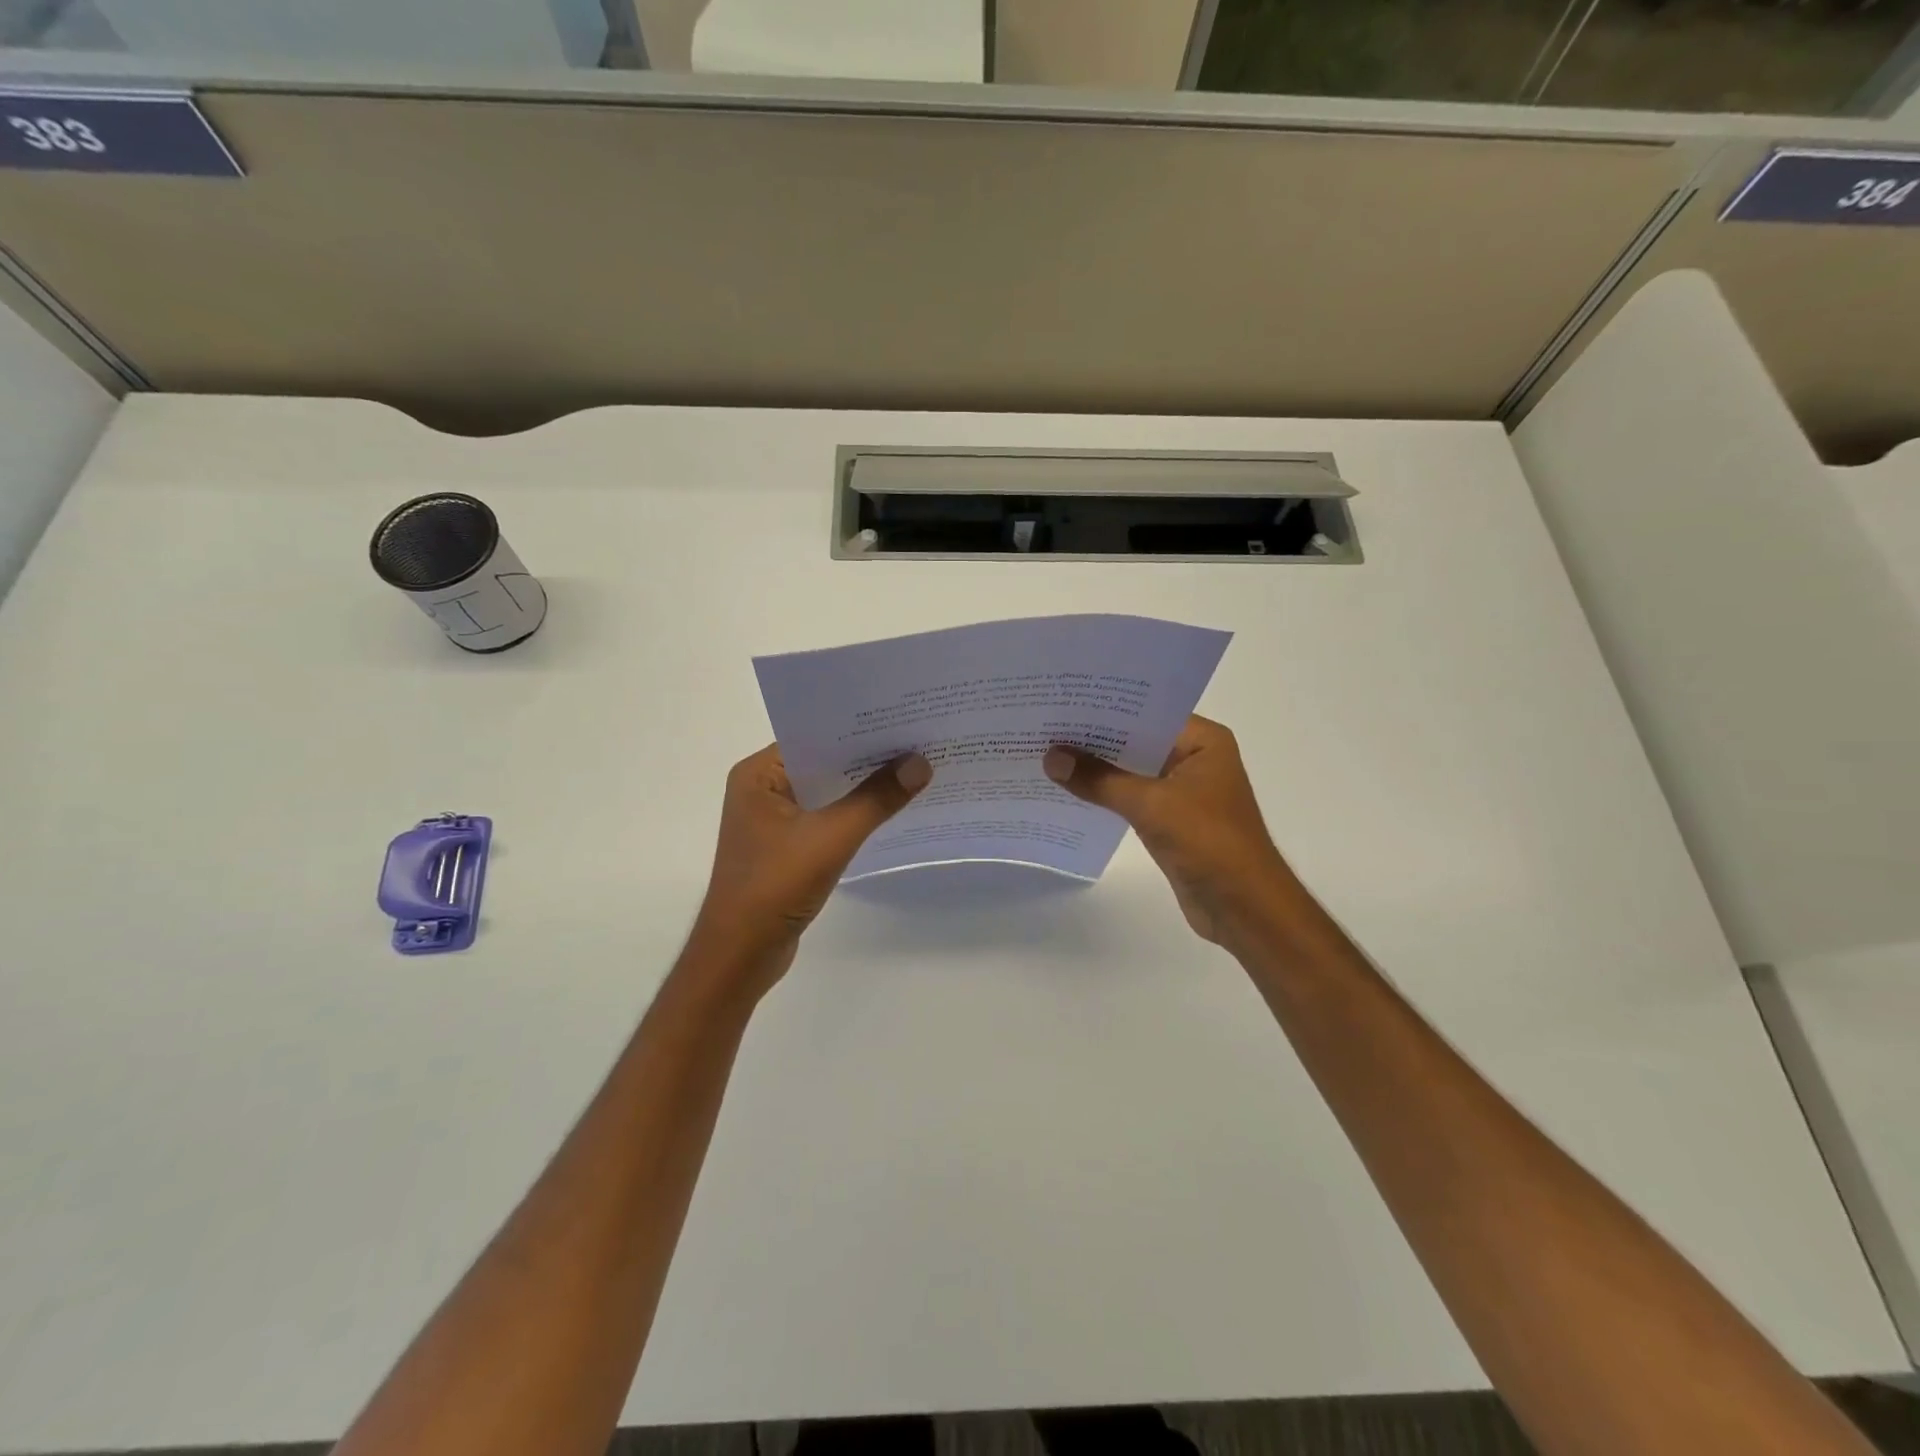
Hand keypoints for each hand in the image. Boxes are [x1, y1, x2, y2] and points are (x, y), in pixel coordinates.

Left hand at [690, 745, 931, 990]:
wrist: (741, 956)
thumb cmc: (775, 886)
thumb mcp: (831, 837)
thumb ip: (876, 799)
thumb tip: (920, 762)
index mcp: (758, 774)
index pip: (814, 736)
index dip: (858, 728)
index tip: (902, 718)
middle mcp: (762, 789)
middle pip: (824, 762)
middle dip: (868, 757)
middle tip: (919, 740)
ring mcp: (774, 820)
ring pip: (828, 792)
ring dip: (864, 787)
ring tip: (914, 770)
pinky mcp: (787, 846)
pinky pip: (827, 817)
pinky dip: (855, 814)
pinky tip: (891, 810)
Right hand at [1043, 715, 1294, 947]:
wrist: (1243, 907)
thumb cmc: (1208, 842)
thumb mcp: (1150, 804)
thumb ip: (1099, 780)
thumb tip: (1051, 757)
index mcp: (1203, 741)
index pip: (1147, 712)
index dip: (1106, 708)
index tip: (1063, 700)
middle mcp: (1194, 758)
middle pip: (1136, 740)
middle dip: (1094, 738)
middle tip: (1045, 725)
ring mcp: (1183, 791)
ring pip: (1131, 770)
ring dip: (1097, 768)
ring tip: (1047, 752)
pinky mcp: (1171, 820)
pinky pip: (1131, 798)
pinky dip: (1105, 795)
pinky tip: (1068, 790)